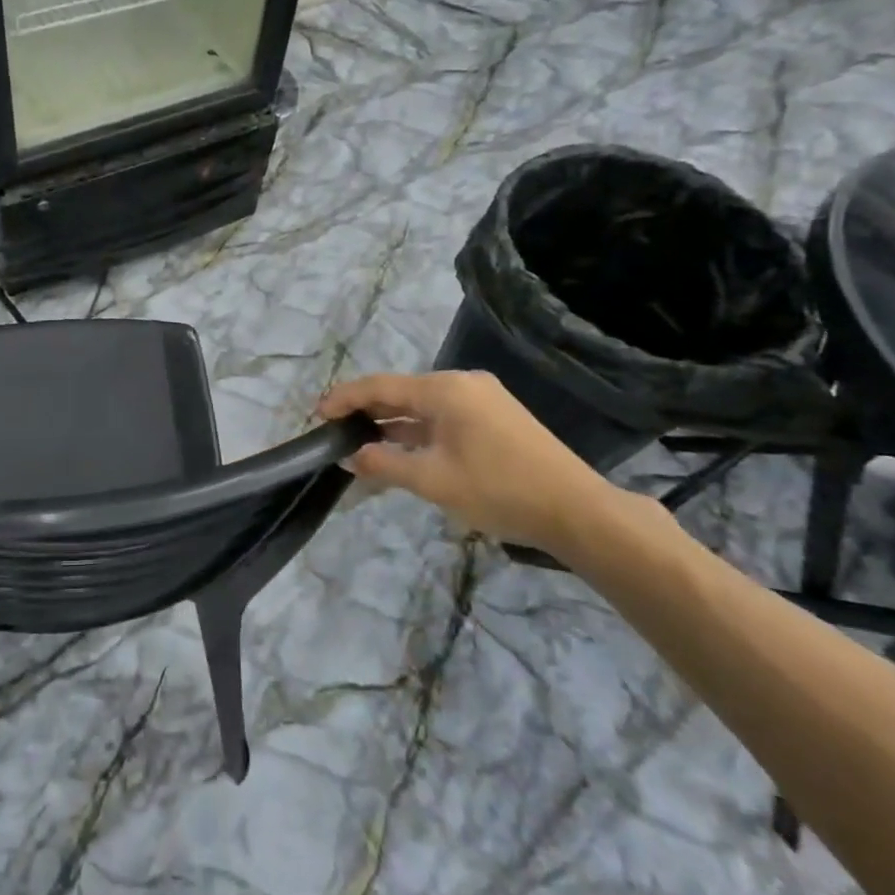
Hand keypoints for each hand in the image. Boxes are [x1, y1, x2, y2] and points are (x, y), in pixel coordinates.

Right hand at [318, 371, 631, 556]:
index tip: (316, 415)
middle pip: (400, 392)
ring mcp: (482, 399)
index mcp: (444, 389)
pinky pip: (442, 416)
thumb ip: (384, 464)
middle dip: (365, 411)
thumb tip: (350, 456)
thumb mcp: (432, 480)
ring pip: (421, 406)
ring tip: (359, 442)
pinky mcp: (495, 417)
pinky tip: (400, 448)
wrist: (578, 510)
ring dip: (391, 423)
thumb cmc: (499, 490)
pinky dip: (417, 431)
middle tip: (334, 431)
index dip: (344, 399)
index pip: (379, 386)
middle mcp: (462, 383)